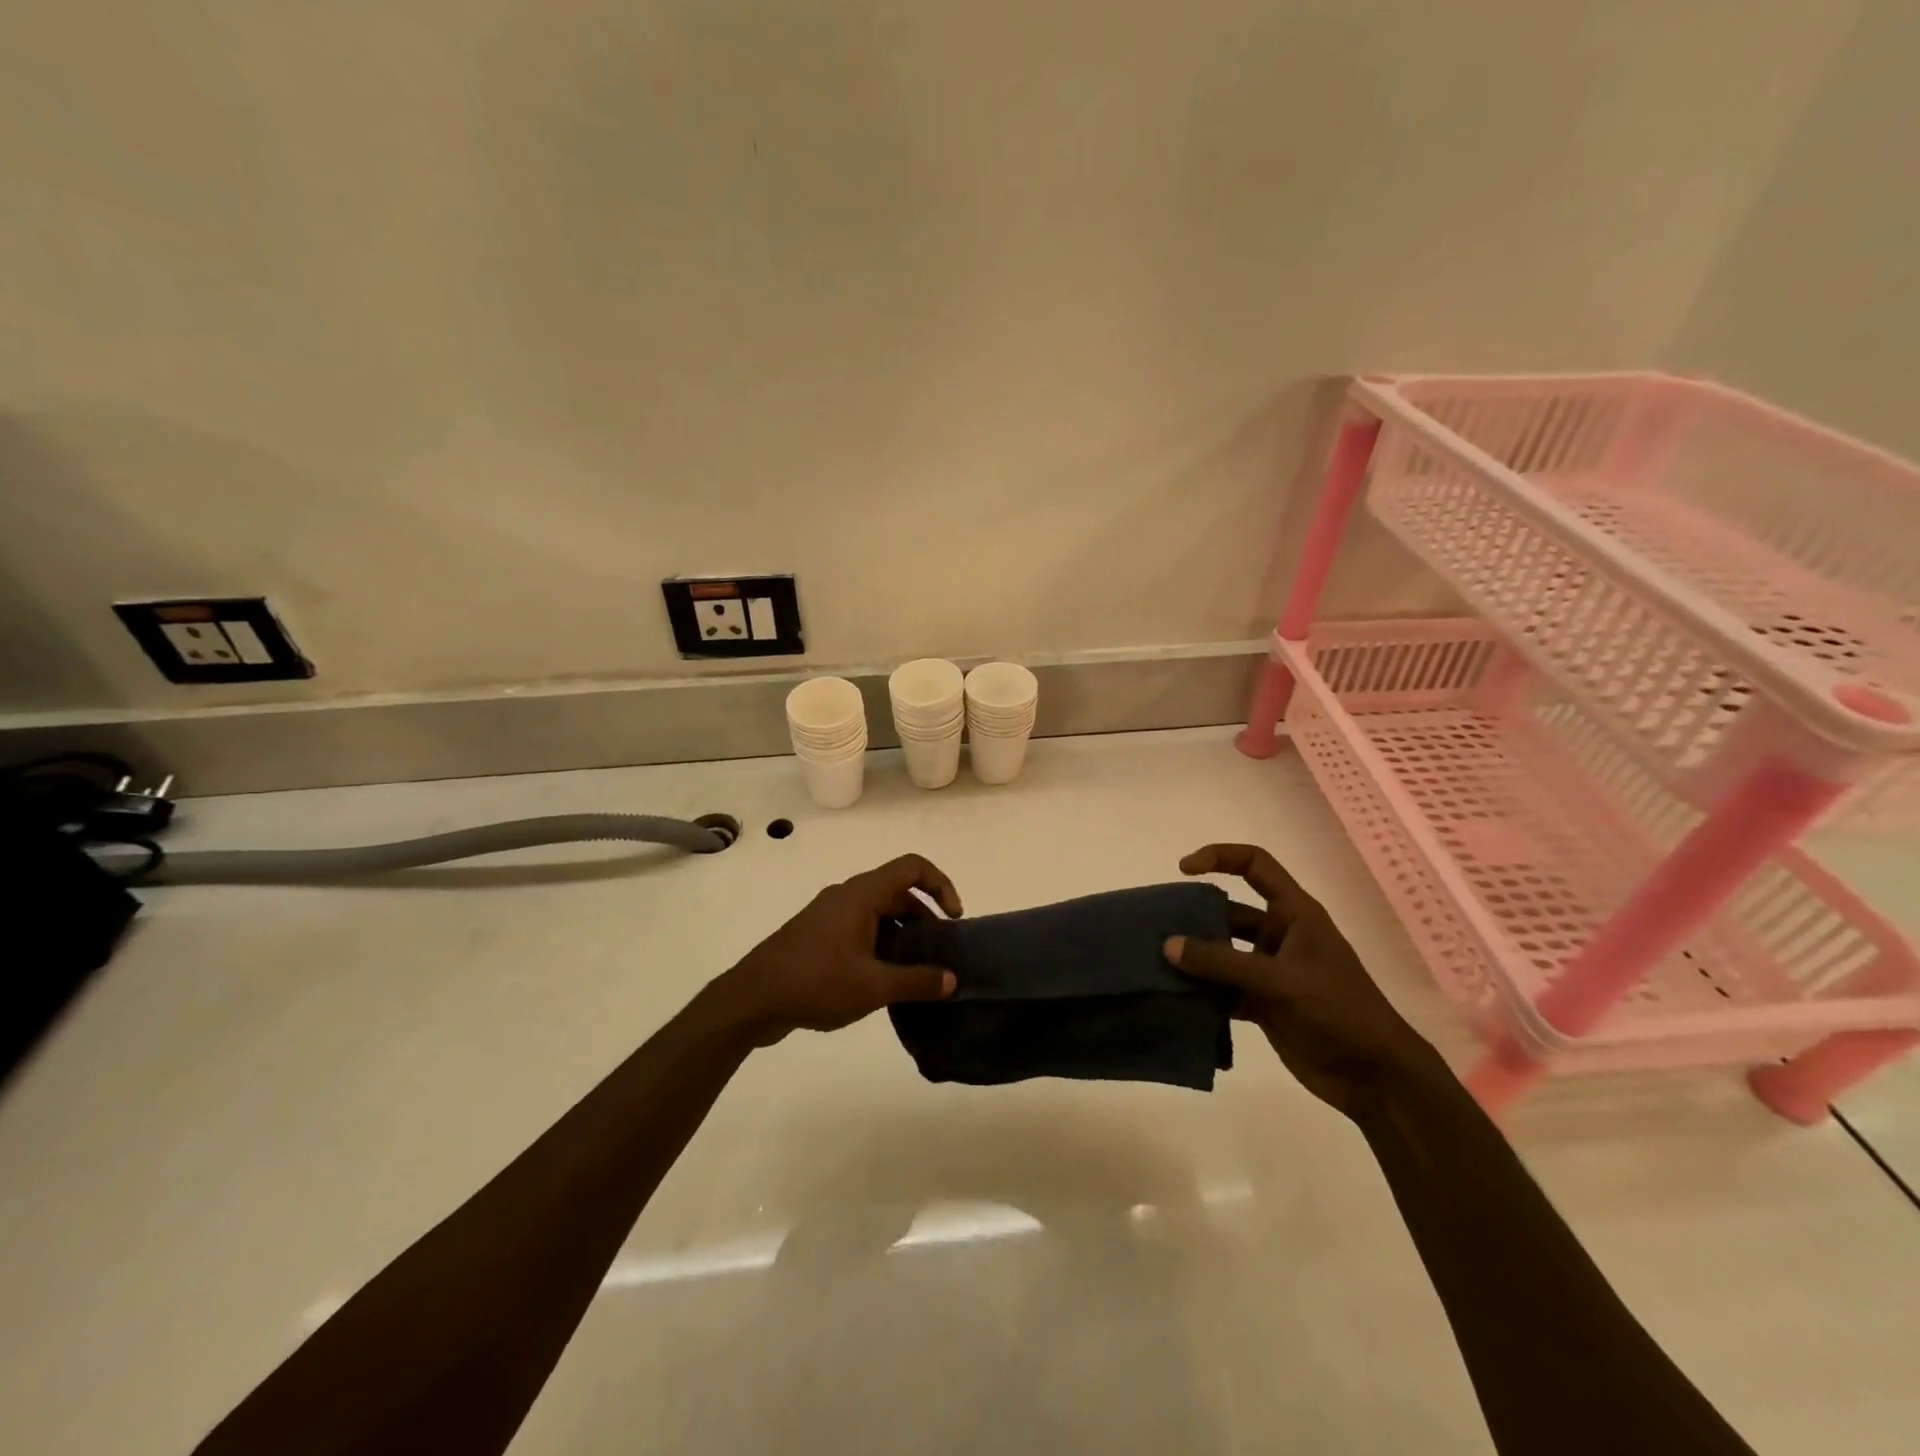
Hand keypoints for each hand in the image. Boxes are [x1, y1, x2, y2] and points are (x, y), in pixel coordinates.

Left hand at [714, 853, 964, 1045]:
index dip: (941, 884)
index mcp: (861, 894)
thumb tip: (952, 979)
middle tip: (938, 953)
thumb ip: (917, 981)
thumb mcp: (873, 986)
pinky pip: (860, 929)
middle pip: (897, 891)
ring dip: (902, 934)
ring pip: (878, 912)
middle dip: (924, 917)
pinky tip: (882, 981)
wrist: (751, 999)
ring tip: (915, 971)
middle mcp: (846, 896)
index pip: (912, 867)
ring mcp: (829, 915)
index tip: (953, 919)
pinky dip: (880, 944)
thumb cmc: (815, 981)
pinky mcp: (817, 936)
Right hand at [1164, 843, 1437, 1118]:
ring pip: (1222, 953)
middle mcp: (1280, 935)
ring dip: (1194, 959)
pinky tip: (1176, 1000)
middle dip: (1194, 917)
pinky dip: (1202, 993)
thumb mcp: (1279, 980)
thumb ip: (1221, 962)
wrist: (1375, 1077)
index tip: (1183, 870)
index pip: (1255, 864)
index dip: (1219, 857)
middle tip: (1158, 928)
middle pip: (1228, 912)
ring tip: (1157, 964)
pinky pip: (1223, 989)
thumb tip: (1168, 945)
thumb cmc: (1338, 1011)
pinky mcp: (1263, 1003)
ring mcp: (1270, 971)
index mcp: (1294, 913)